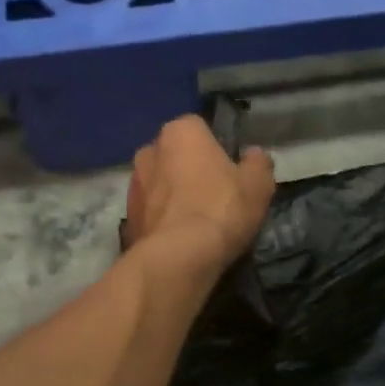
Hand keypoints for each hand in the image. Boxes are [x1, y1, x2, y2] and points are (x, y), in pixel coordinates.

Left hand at [125, 114, 274, 271]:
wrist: (178, 258)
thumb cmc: (221, 209)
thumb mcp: (258, 185)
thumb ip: (257, 163)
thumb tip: (254, 156)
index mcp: (180, 132)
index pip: (199, 128)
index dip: (216, 148)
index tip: (229, 170)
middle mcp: (149, 150)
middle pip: (175, 155)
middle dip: (190, 169)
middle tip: (214, 195)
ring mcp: (133, 185)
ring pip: (160, 184)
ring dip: (174, 196)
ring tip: (197, 222)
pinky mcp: (126, 218)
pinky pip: (151, 212)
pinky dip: (163, 221)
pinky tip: (180, 240)